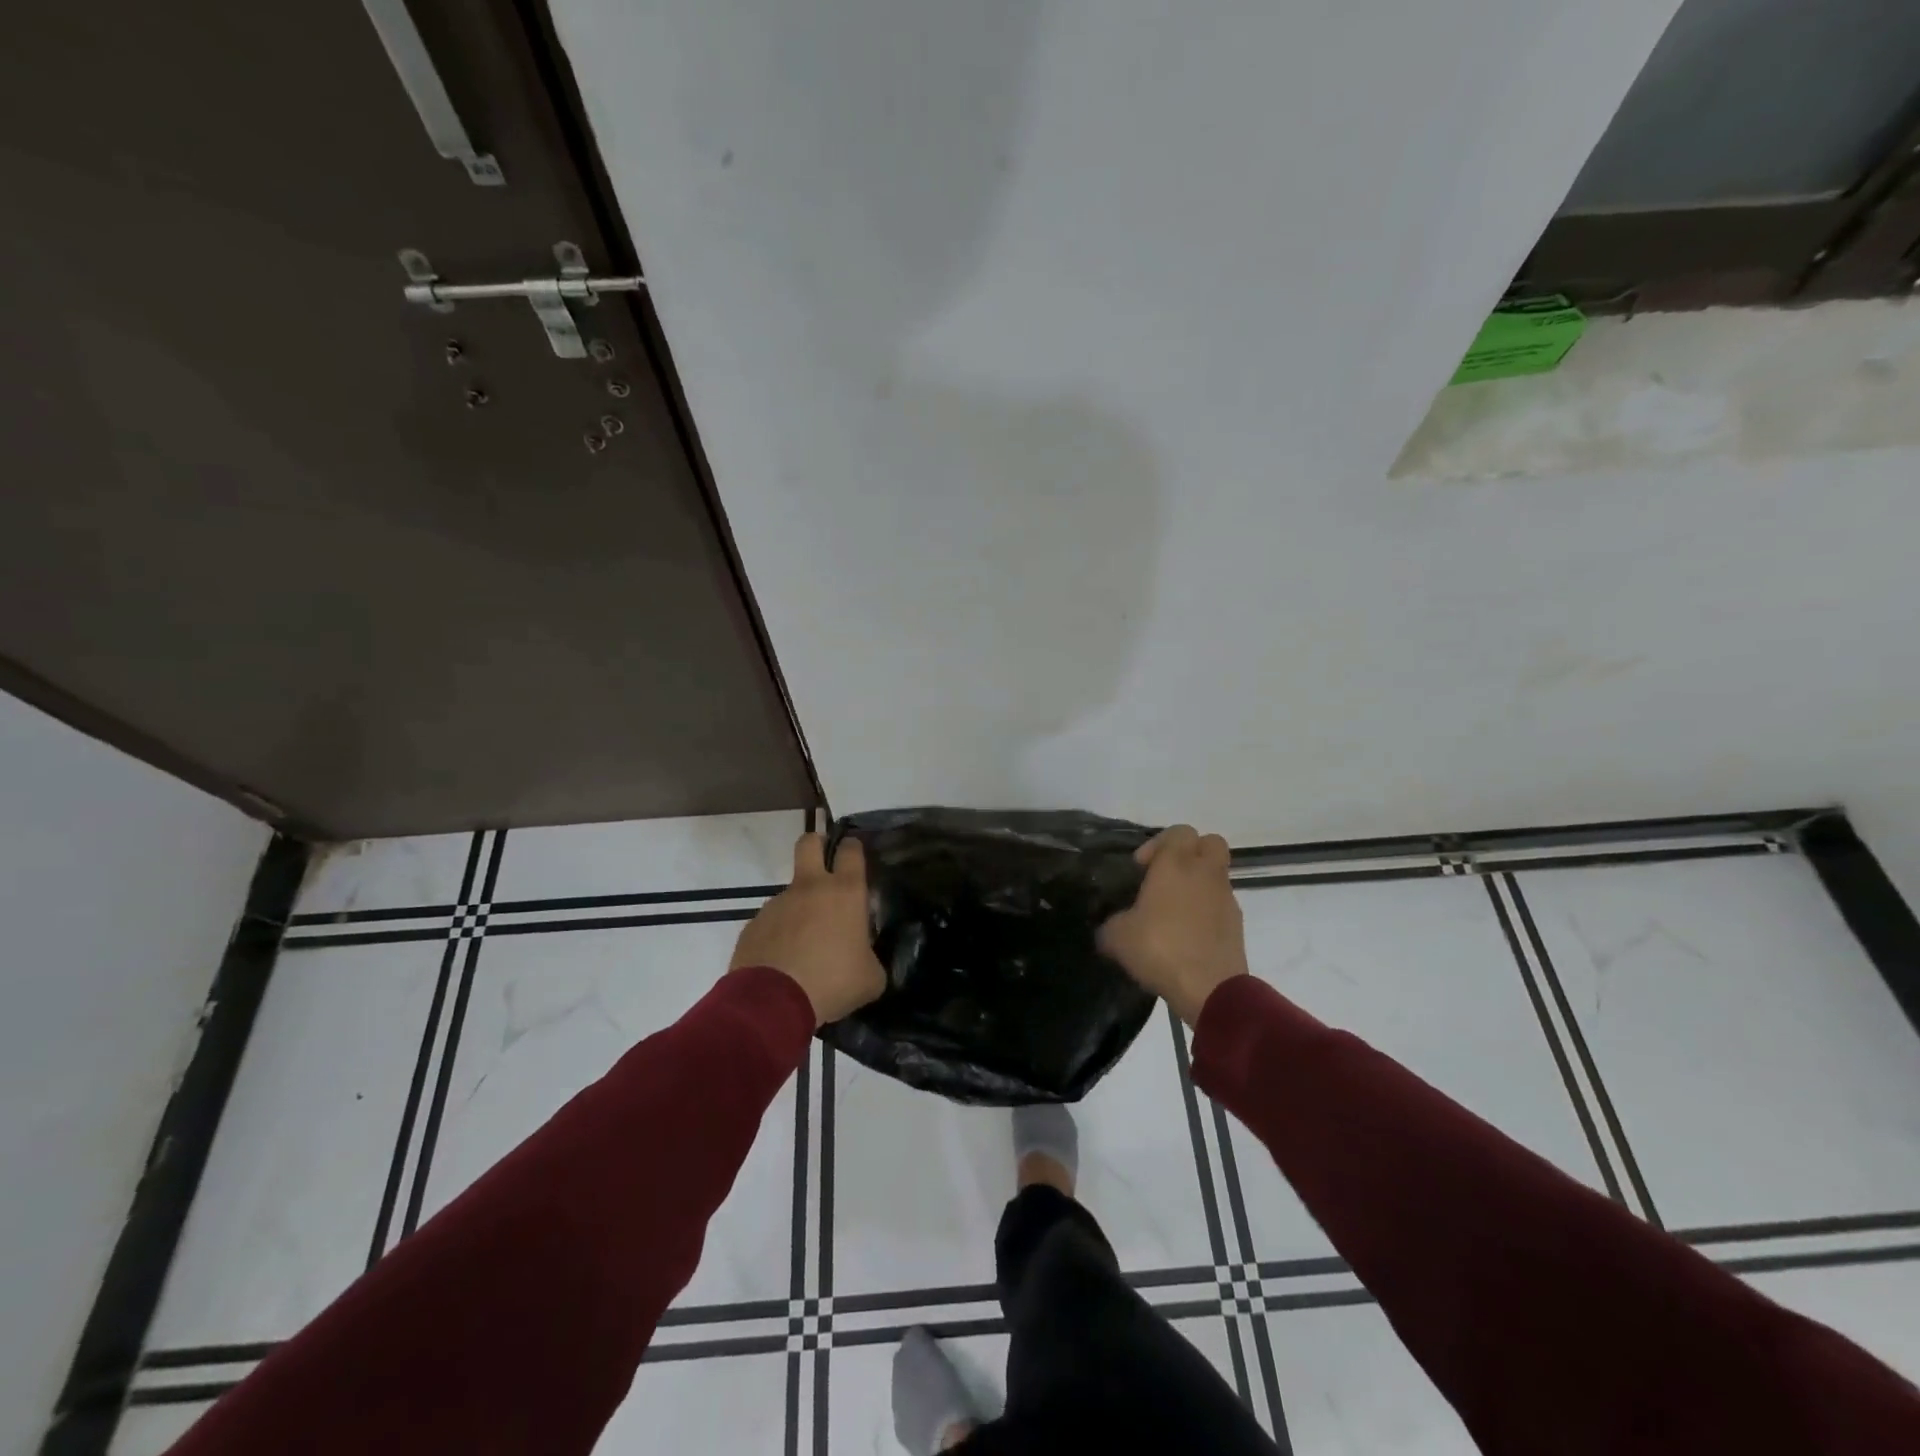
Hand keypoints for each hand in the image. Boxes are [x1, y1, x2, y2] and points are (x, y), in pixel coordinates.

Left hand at [731, 833, 886, 1027]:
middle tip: (824, 863)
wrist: (773, 1002)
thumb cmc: (833, 982)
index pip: (851, 850)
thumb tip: (865, 959)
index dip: (853, 848)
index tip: (854, 855)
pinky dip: (779, 935)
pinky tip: (783, 963)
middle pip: (809, 843)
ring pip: (790, 892)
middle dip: (817, 844)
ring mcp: (777, 903)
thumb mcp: (871, 978)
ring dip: (799, 908)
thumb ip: (871, 959)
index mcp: (845, 893)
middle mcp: (810, 888)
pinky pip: (771, 922)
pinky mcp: (754, 924)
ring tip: (804, 946)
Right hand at [1098, 825, 1248, 1026]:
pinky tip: (1186, 935)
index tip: (1141, 869)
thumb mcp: (1116, 937)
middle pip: (1209, 842)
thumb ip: (1111, 923)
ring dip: (1197, 884)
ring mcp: (1226, 898)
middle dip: (1189, 853)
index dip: (1158, 843)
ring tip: (1172, 912)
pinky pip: (1220, 904)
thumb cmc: (1160, 949)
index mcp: (1176, 864)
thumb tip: (1109, 926)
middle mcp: (1205, 873)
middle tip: (1166, 876)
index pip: (1179, 831)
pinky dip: (1206, 911)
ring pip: (1216, 874)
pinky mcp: (1237, 924)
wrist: (1210, 989)